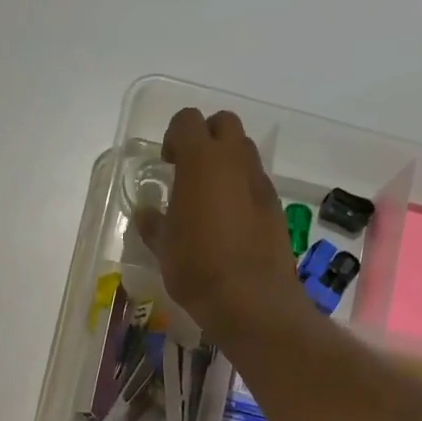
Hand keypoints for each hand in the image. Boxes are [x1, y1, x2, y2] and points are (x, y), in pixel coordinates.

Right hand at [134, 109, 301, 342]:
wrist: (251, 299)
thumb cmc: (197, 267)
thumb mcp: (163, 247)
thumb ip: (153, 223)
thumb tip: (146, 212)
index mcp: (201, 161)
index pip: (187, 121)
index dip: (174, 136)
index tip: (167, 163)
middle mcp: (234, 161)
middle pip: (223, 124)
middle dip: (206, 138)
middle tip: (189, 171)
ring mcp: (260, 182)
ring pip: (243, 151)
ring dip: (226, 163)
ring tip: (209, 198)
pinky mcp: (275, 206)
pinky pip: (255, 182)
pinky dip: (241, 189)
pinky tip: (229, 222)